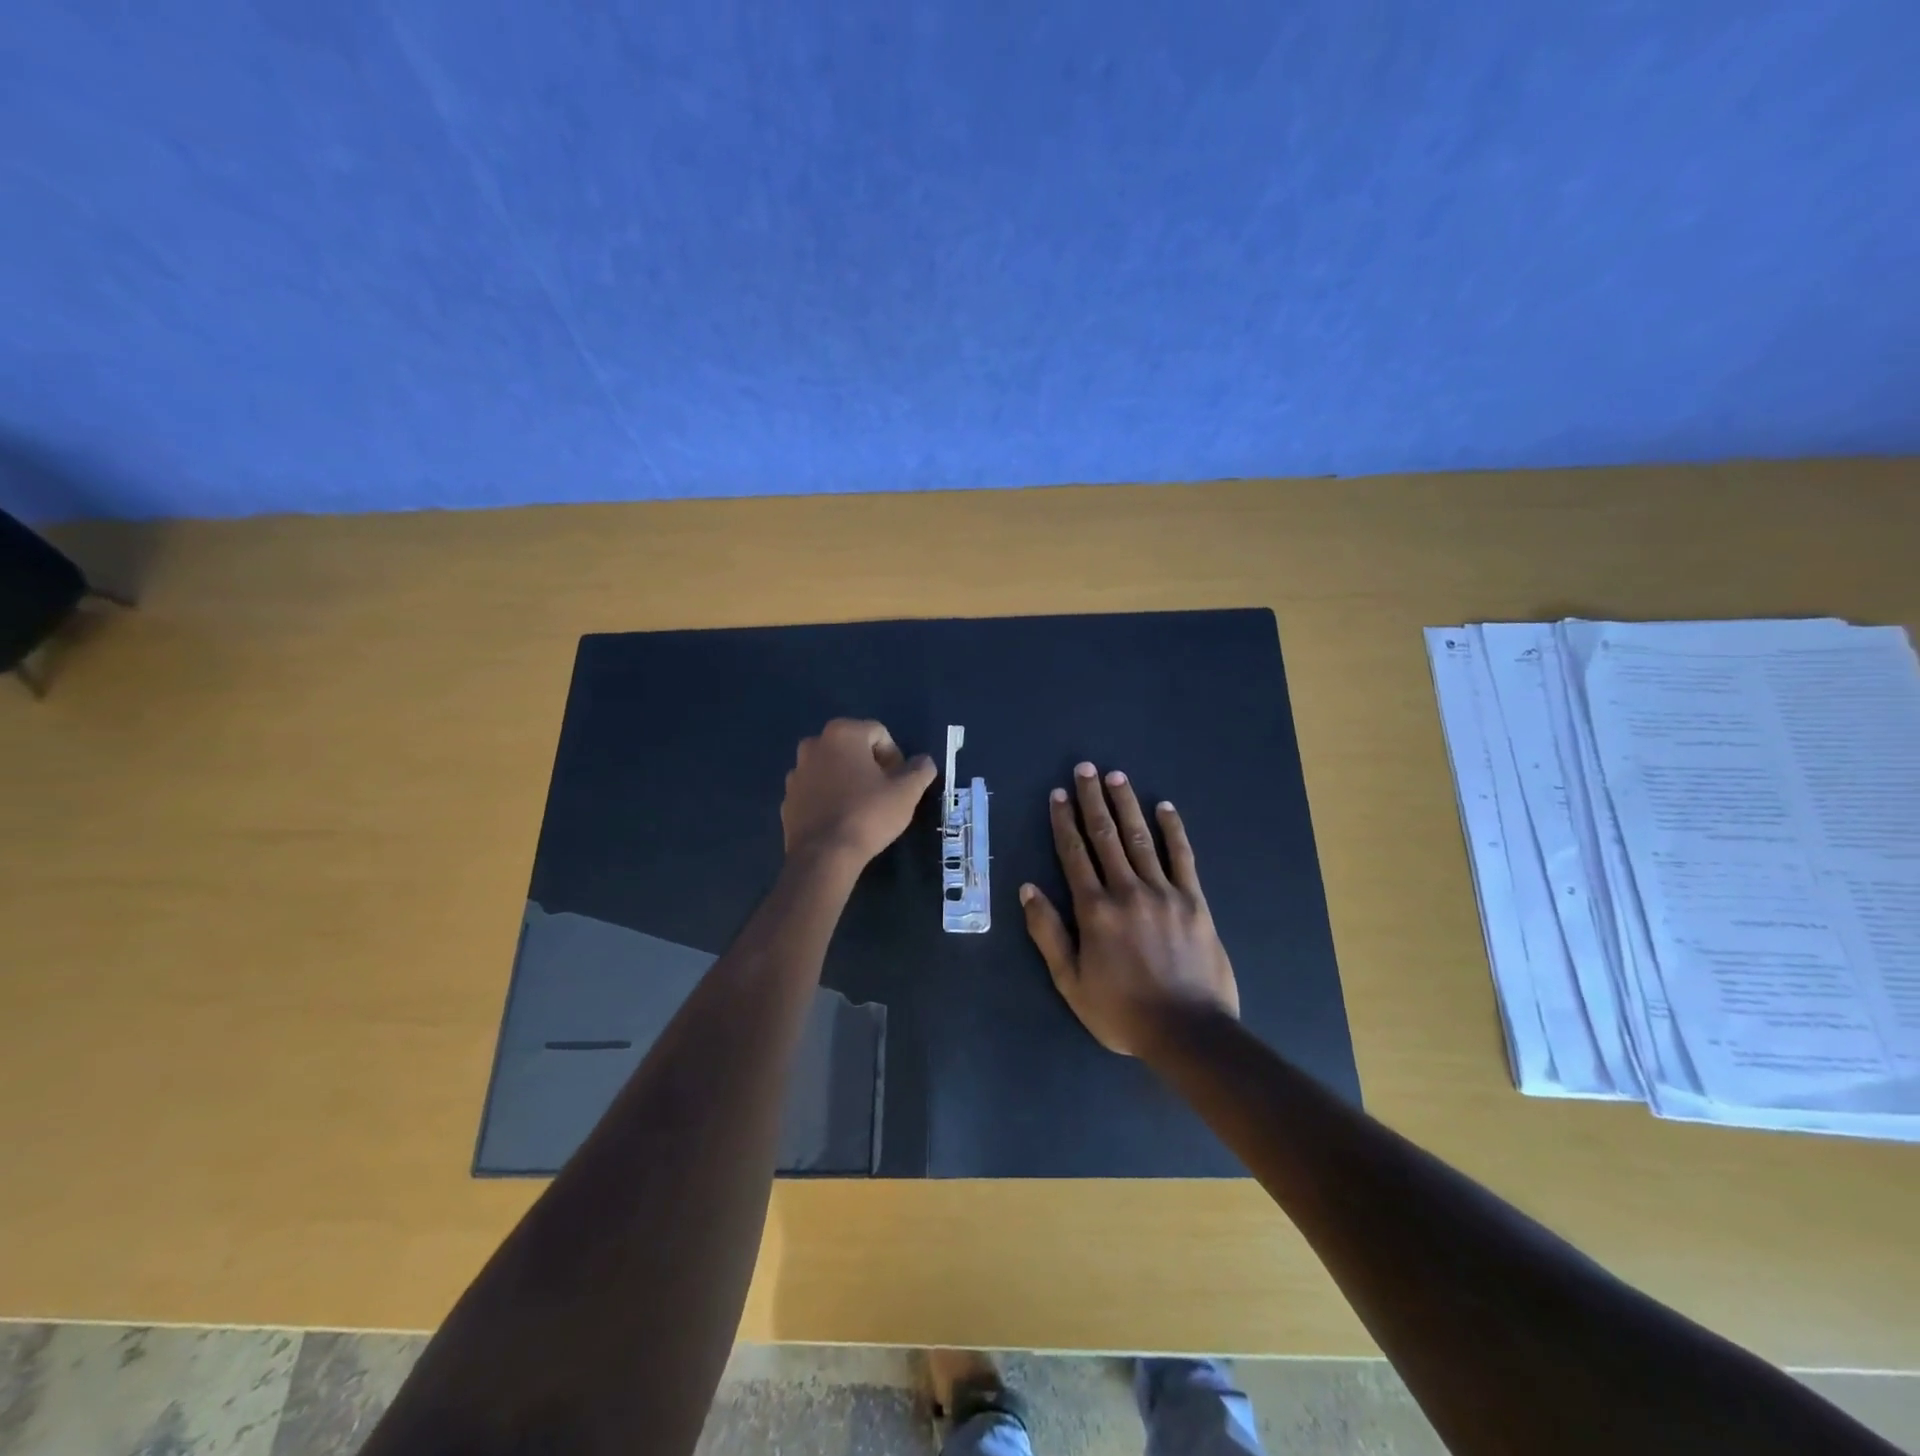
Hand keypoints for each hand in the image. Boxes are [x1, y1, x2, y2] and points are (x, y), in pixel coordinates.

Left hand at [782, 719, 936, 866]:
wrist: (823, 856)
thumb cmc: (868, 815)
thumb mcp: (907, 792)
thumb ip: (920, 770)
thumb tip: (924, 761)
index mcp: (842, 734)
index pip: (879, 733)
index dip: (895, 757)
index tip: (900, 783)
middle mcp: (814, 745)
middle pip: (853, 748)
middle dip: (871, 766)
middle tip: (884, 793)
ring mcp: (796, 772)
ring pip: (832, 768)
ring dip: (848, 780)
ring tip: (862, 808)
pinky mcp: (787, 798)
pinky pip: (816, 790)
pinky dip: (829, 797)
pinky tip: (841, 820)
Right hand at [1020, 762, 1239, 1056]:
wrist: (1188, 1031)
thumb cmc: (1122, 1011)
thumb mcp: (1071, 982)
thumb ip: (1048, 933)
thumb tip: (1028, 889)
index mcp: (1094, 910)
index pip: (1074, 855)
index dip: (1064, 822)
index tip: (1058, 795)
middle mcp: (1126, 890)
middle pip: (1106, 836)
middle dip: (1092, 800)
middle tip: (1085, 768)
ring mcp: (1164, 892)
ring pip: (1140, 838)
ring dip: (1126, 805)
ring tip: (1116, 776)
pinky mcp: (1194, 900)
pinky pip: (1182, 857)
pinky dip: (1173, 830)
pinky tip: (1165, 807)